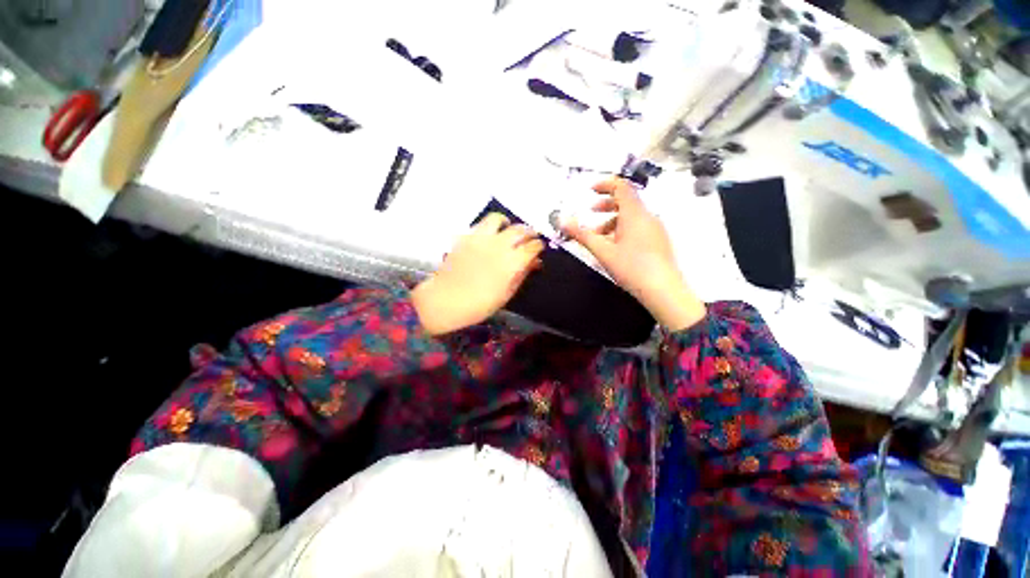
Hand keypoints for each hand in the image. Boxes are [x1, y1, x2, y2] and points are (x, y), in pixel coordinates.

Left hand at [412, 213, 544, 334]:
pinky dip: (490, 227)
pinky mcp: (466, 237)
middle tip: (530, 238)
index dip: (538, 246)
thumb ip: (522, 275)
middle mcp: (498, 245)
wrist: (445, 300)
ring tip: (508, 230)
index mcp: (511, 262)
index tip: (539, 248)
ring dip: (508, 223)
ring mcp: (480, 238)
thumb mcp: (506, 294)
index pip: (532, 246)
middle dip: (529, 232)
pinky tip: (490, 237)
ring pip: (499, 219)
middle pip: (519, 229)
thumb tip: (534, 263)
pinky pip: (481, 224)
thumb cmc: (479, 304)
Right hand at [562, 178, 704, 330]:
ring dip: (612, 220)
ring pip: (631, 216)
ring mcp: (655, 228)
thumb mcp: (602, 251)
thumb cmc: (631, 267)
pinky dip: (622, 230)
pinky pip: (638, 227)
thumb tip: (562, 220)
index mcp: (634, 213)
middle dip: (605, 204)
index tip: (589, 189)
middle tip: (590, 212)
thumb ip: (582, 234)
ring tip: (597, 236)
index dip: (605, 184)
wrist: (663, 290)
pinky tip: (613, 247)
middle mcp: (647, 216)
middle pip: (626, 200)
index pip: (622, 186)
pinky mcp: (658, 240)